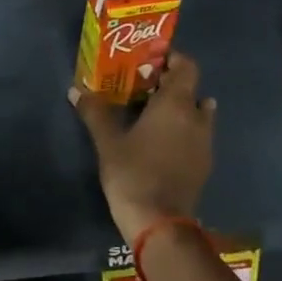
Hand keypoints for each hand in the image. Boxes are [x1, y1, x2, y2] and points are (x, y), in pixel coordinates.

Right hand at [71, 52, 214, 243]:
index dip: (172, 59)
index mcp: (176, 104)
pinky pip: (197, 135)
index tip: (150, 62)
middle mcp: (197, 117)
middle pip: (191, 89)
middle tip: (142, 88)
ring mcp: (205, 142)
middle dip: (170, 85)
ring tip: (153, 115)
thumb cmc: (133, 173)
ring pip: (197, 113)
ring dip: (180, 108)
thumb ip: (94, 112)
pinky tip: (161, 142)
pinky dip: (184, 130)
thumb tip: (76, 90)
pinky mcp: (204, 163)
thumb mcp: (107, 142)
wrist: (159, 221)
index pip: (187, 66)